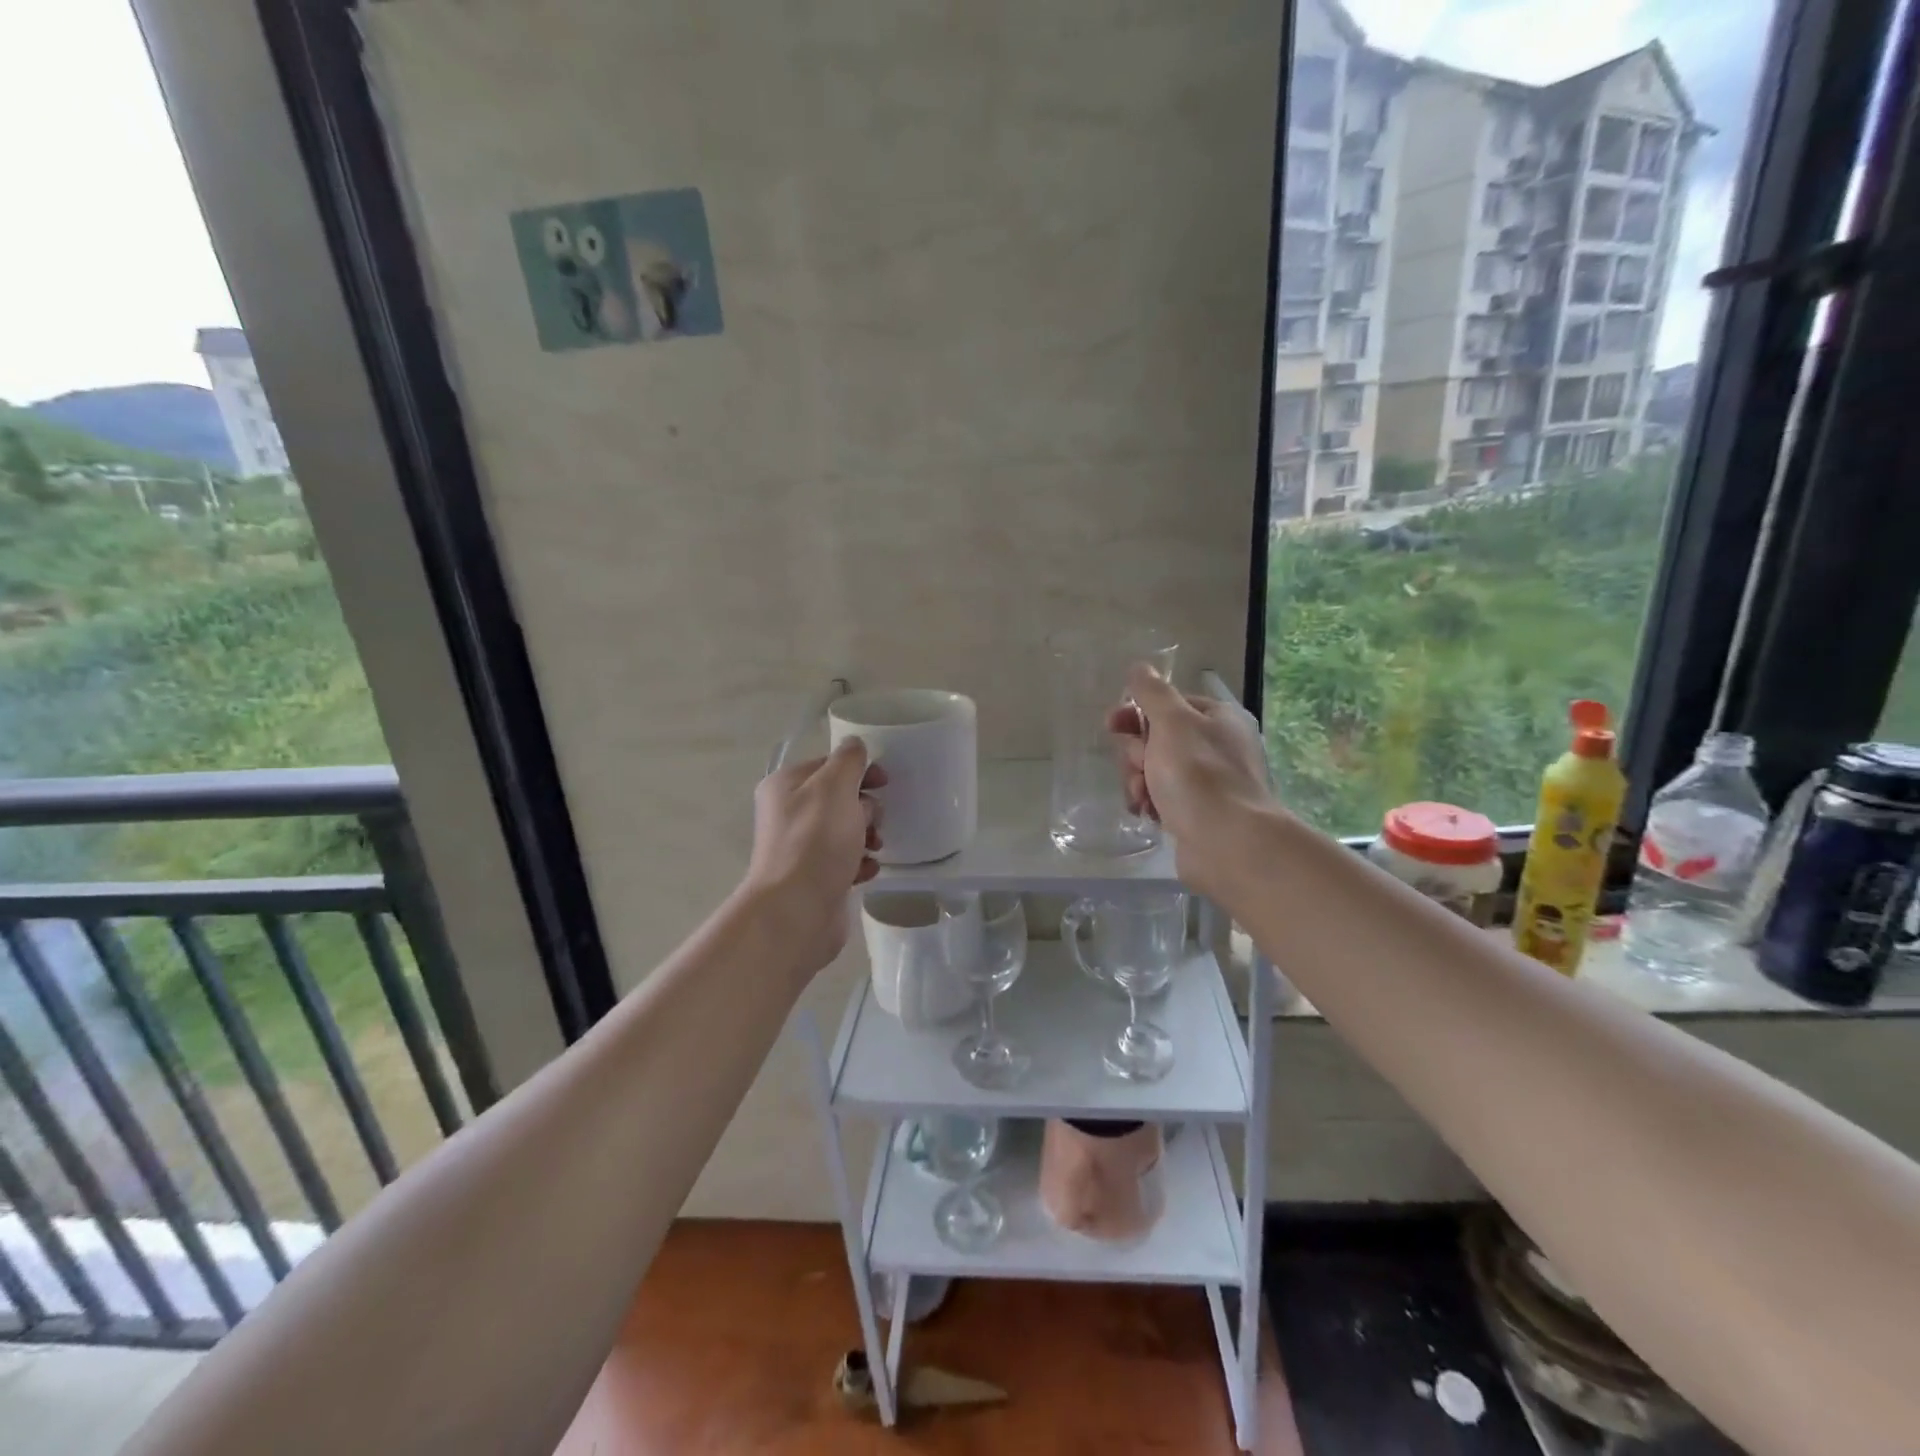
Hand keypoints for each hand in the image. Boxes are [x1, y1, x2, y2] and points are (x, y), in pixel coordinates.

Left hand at [743, 739, 885, 980]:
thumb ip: (848, 761)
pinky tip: (867, 870)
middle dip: (865, 807)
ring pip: (845, 831)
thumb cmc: (816, 841)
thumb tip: (855, 746)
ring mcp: (800, 848)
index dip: (859, 769)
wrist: (797, 910)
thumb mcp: (834, 787)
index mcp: (786, 786)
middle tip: (872, 821)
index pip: (829, 764)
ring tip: (874, 848)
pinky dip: (860, 863)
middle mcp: (789, 814)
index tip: (884, 781)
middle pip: (839, 798)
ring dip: (867, 836)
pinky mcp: (815, 878)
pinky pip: (845, 861)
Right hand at [1108, 665, 1272, 899]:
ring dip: (1139, 780)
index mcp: (1219, 719)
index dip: (1137, 713)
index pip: (1169, 705)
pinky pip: (1162, 799)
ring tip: (1142, 797)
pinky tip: (1147, 813)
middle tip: (1140, 767)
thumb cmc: (1199, 774)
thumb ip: (1152, 693)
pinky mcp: (1199, 814)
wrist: (1228, 843)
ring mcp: (1209, 783)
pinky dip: (1149, 803)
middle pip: (1158, 739)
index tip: (1111, 725)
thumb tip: (1140, 668)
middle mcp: (1217, 747)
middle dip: (1137, 753)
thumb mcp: (1172, 722)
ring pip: (1156, 771)